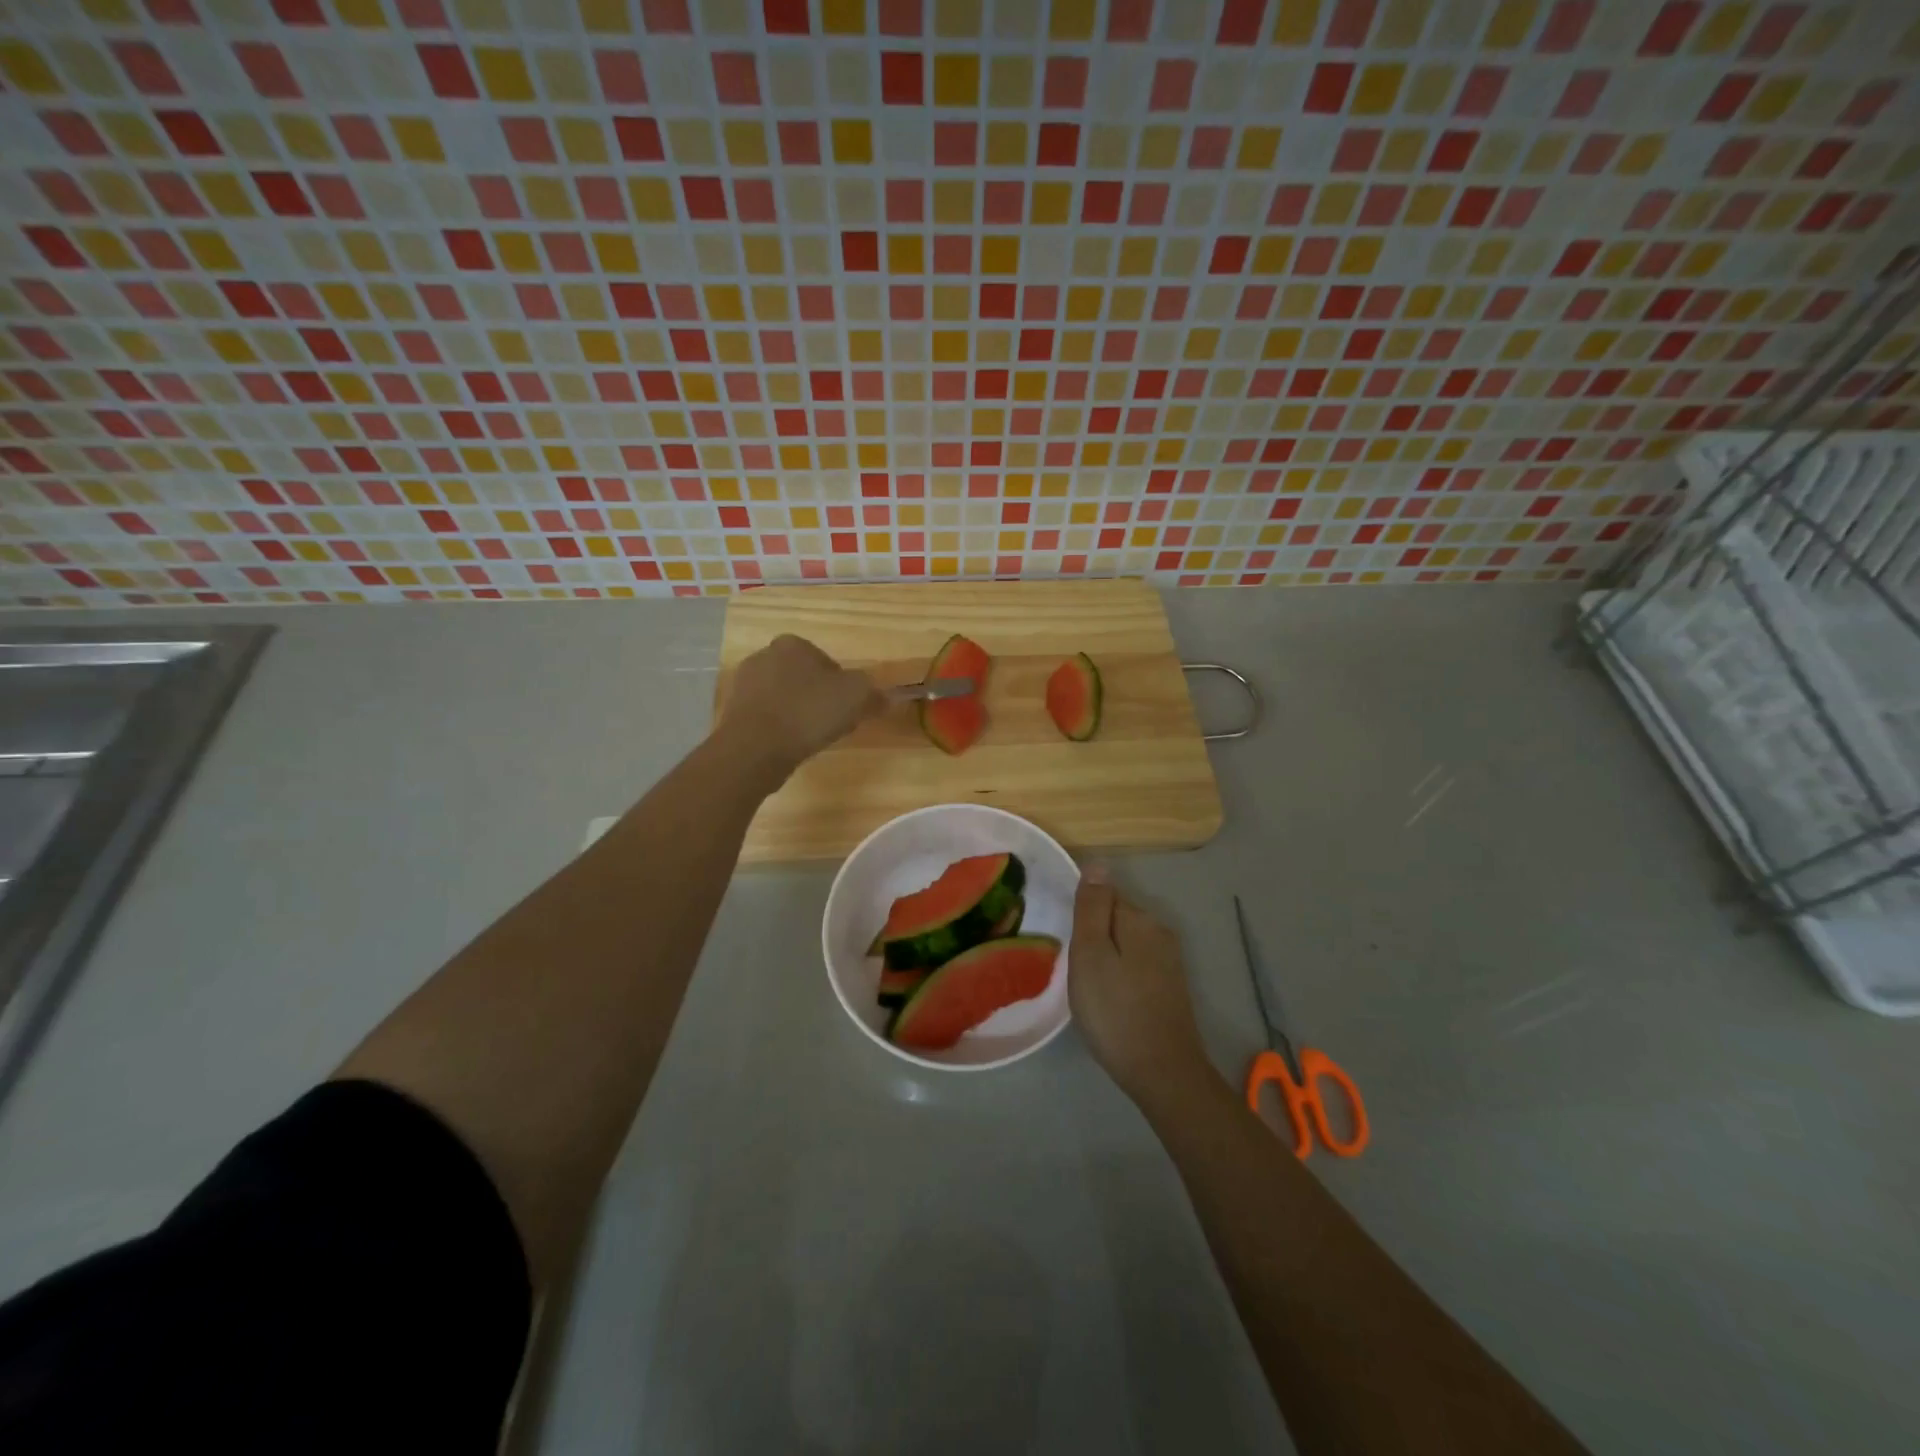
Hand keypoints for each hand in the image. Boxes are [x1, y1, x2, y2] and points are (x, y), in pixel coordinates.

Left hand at [718, 634, 879, 779]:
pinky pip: (767, 717)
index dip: (842, 686)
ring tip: (810, 738)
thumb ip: (874, 693)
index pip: (827, 662)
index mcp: (793, 644)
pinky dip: (780, 728)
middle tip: (832, 724)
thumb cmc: (809, 712)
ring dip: (798, 714)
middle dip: (818, 698)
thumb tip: (886, 697)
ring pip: (784, 698)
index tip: (848, 709)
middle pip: (804, 679)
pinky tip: (789, 745)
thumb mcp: (857, 698)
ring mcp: (744, 684)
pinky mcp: (733, 712)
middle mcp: (764, 656)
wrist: (756, 748)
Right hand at [1070, 872, 1210, 1101]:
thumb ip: (1092, 908)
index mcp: (1139, 919)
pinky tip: (1111, 1000)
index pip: (1103, 895)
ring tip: (1089, 988)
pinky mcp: (1171, 986)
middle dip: (1094, 935)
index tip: (1069, 944)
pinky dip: (1120, 975)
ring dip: (1106, 957)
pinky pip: (1137, 965)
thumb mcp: (1091, 954)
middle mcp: (1160, 932)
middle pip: (1116, 918)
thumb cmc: (1115, 1010)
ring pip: (1126, 943)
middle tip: (1075, 969)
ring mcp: (1169, 961)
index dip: (1081, 916)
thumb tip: (1097, 863)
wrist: (1162, 1071)